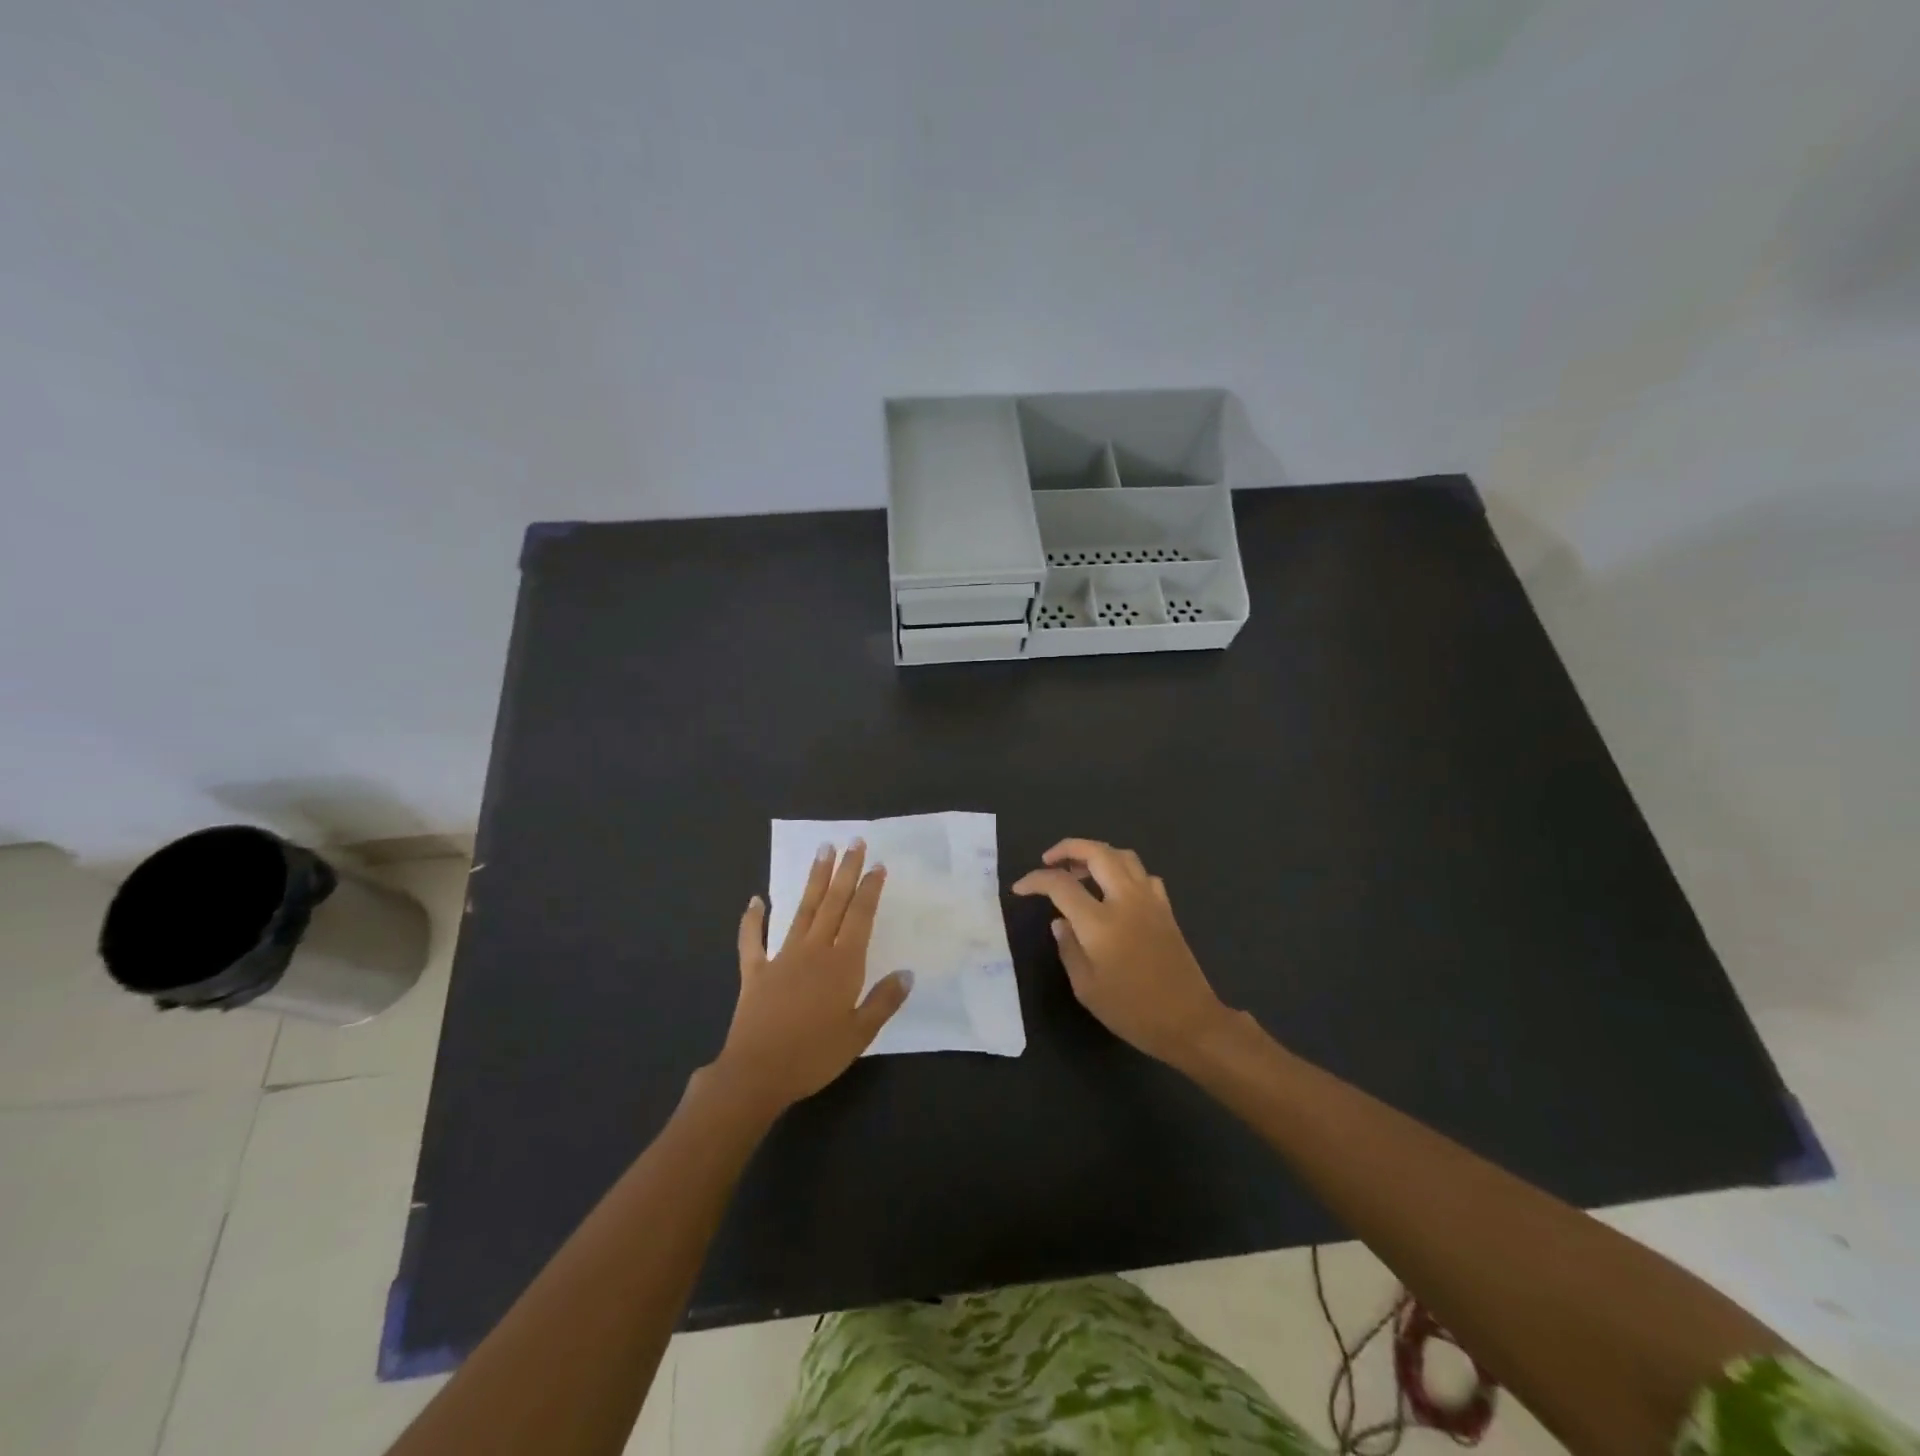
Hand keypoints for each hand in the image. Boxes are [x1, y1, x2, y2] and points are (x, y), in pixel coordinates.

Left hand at [710, 840, 912, 1115]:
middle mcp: (814, 951)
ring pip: (802, 910)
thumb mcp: (859, 1034)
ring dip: (814, 880)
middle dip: (845, 871)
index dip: (869, 889)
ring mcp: (782, 957)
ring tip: (822, 851)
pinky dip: (753, 919)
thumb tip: (907, 973)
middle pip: (833, 903)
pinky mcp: (755, 971)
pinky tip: (756, 899)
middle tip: (853, 841)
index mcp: (842, 964)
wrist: (757, 1074)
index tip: (877, 865)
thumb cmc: (814, 1056)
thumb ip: (884, 1001)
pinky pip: (752, 940)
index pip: (860, 916)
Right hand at [1013, 838, 1234, 1067]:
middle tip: (1049, 860)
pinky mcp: (1166, 909)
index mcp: (1100, 922)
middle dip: (1068, 848)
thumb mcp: (1087, 988)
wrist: (1190, 1022)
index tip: (1020, 888)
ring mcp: (1150, 901)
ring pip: (1123, 856)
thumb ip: (1068, 948)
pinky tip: (1114, 889)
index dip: (1036, 880)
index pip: (1060, 884)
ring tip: (1079, 870)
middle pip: (1096, 852)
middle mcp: (1125, 900)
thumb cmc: (1132, 1011)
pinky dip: (1123, 871)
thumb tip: (1059, 922)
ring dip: (1096, 854)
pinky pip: (1143, 874)